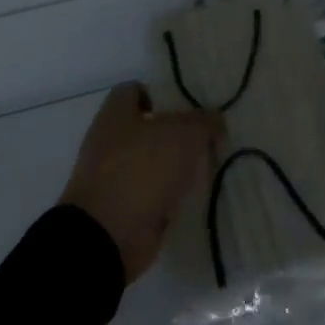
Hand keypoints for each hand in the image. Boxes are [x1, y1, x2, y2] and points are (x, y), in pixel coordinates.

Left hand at [61, 82, 222, 282]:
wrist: (108, 235)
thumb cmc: (141, 170)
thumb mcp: (183, 135)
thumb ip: (203, 122)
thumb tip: (216, 120)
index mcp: (116, 114)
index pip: (135, 89)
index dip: (162, 93)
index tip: (191, 105)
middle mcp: (111, 141)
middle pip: (149, 128)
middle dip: (179, 132)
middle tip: (211, 135)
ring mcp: (115, 176)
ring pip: (154, 162)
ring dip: (179, 166)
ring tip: (212, 164)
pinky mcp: (124, 208)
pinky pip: (154, 193)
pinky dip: (173, 195)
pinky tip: (199, 194)